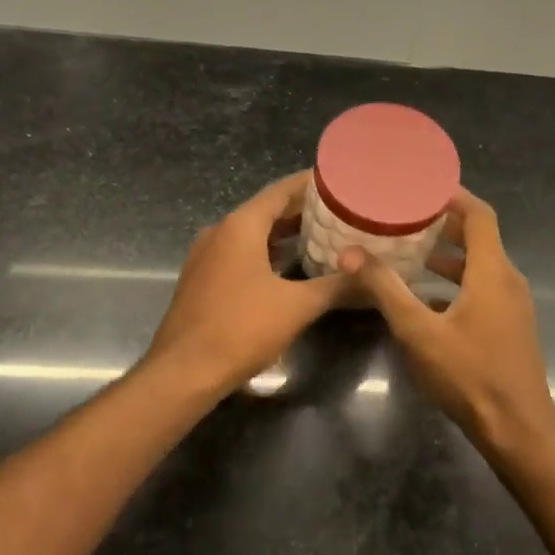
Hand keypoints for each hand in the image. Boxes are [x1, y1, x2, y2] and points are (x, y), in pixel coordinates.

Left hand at [143, 170, 349, 401]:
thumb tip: (370, 277)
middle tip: (339, 211)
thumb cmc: (241, 329)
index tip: (339, 182)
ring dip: (284, 233)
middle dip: (301, 210)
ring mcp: (206, 256)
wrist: (184, 372)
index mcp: (240, 226)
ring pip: (251, 234)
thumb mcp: (297, 306)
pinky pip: (239, 253)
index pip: (280, 190)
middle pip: (266, 210)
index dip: (311, 184)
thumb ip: (336, 286)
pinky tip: (289, 266)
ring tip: (321, 235)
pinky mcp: (202, 279)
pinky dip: (266, 252)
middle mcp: (220, 232)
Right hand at [340, 188, 554, 457]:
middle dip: (443, 223)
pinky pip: (481, 289)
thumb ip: (385, 289)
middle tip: (405, 215)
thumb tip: (350, 253)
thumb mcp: (419, 331)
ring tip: (408, 250)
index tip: (421, 185)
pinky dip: (455, 282)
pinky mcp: (508, 327)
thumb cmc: (470, 375)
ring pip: (479, 265)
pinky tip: (424, 297)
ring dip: (447, 255)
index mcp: (493, 271)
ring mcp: (512, 306)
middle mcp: (508, 280)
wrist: (517, 429)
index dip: (453, 195)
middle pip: (479, 237)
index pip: (479, 215)